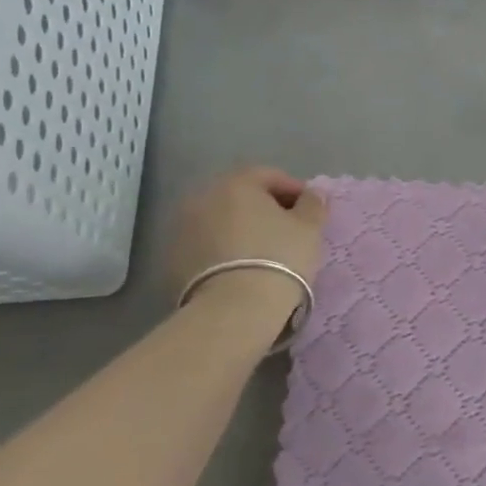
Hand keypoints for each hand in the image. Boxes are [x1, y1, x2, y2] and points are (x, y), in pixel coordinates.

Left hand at [168, 166, 327, 329]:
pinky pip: (206, 246)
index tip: (310, 212)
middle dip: (264, 209)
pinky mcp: (171, 260)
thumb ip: (313, 203)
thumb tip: (313, 193)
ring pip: (221, 221)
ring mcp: (182, 228)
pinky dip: (223, 250)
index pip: (270, 176)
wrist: (234, 310)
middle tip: (288, 232)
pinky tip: (240, 270)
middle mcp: (203, 197)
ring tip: (263, 254)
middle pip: (241, 196)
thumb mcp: (309, 228)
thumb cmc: (279, 258)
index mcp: (237, 183)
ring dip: (241, 230)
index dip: (295, 190)